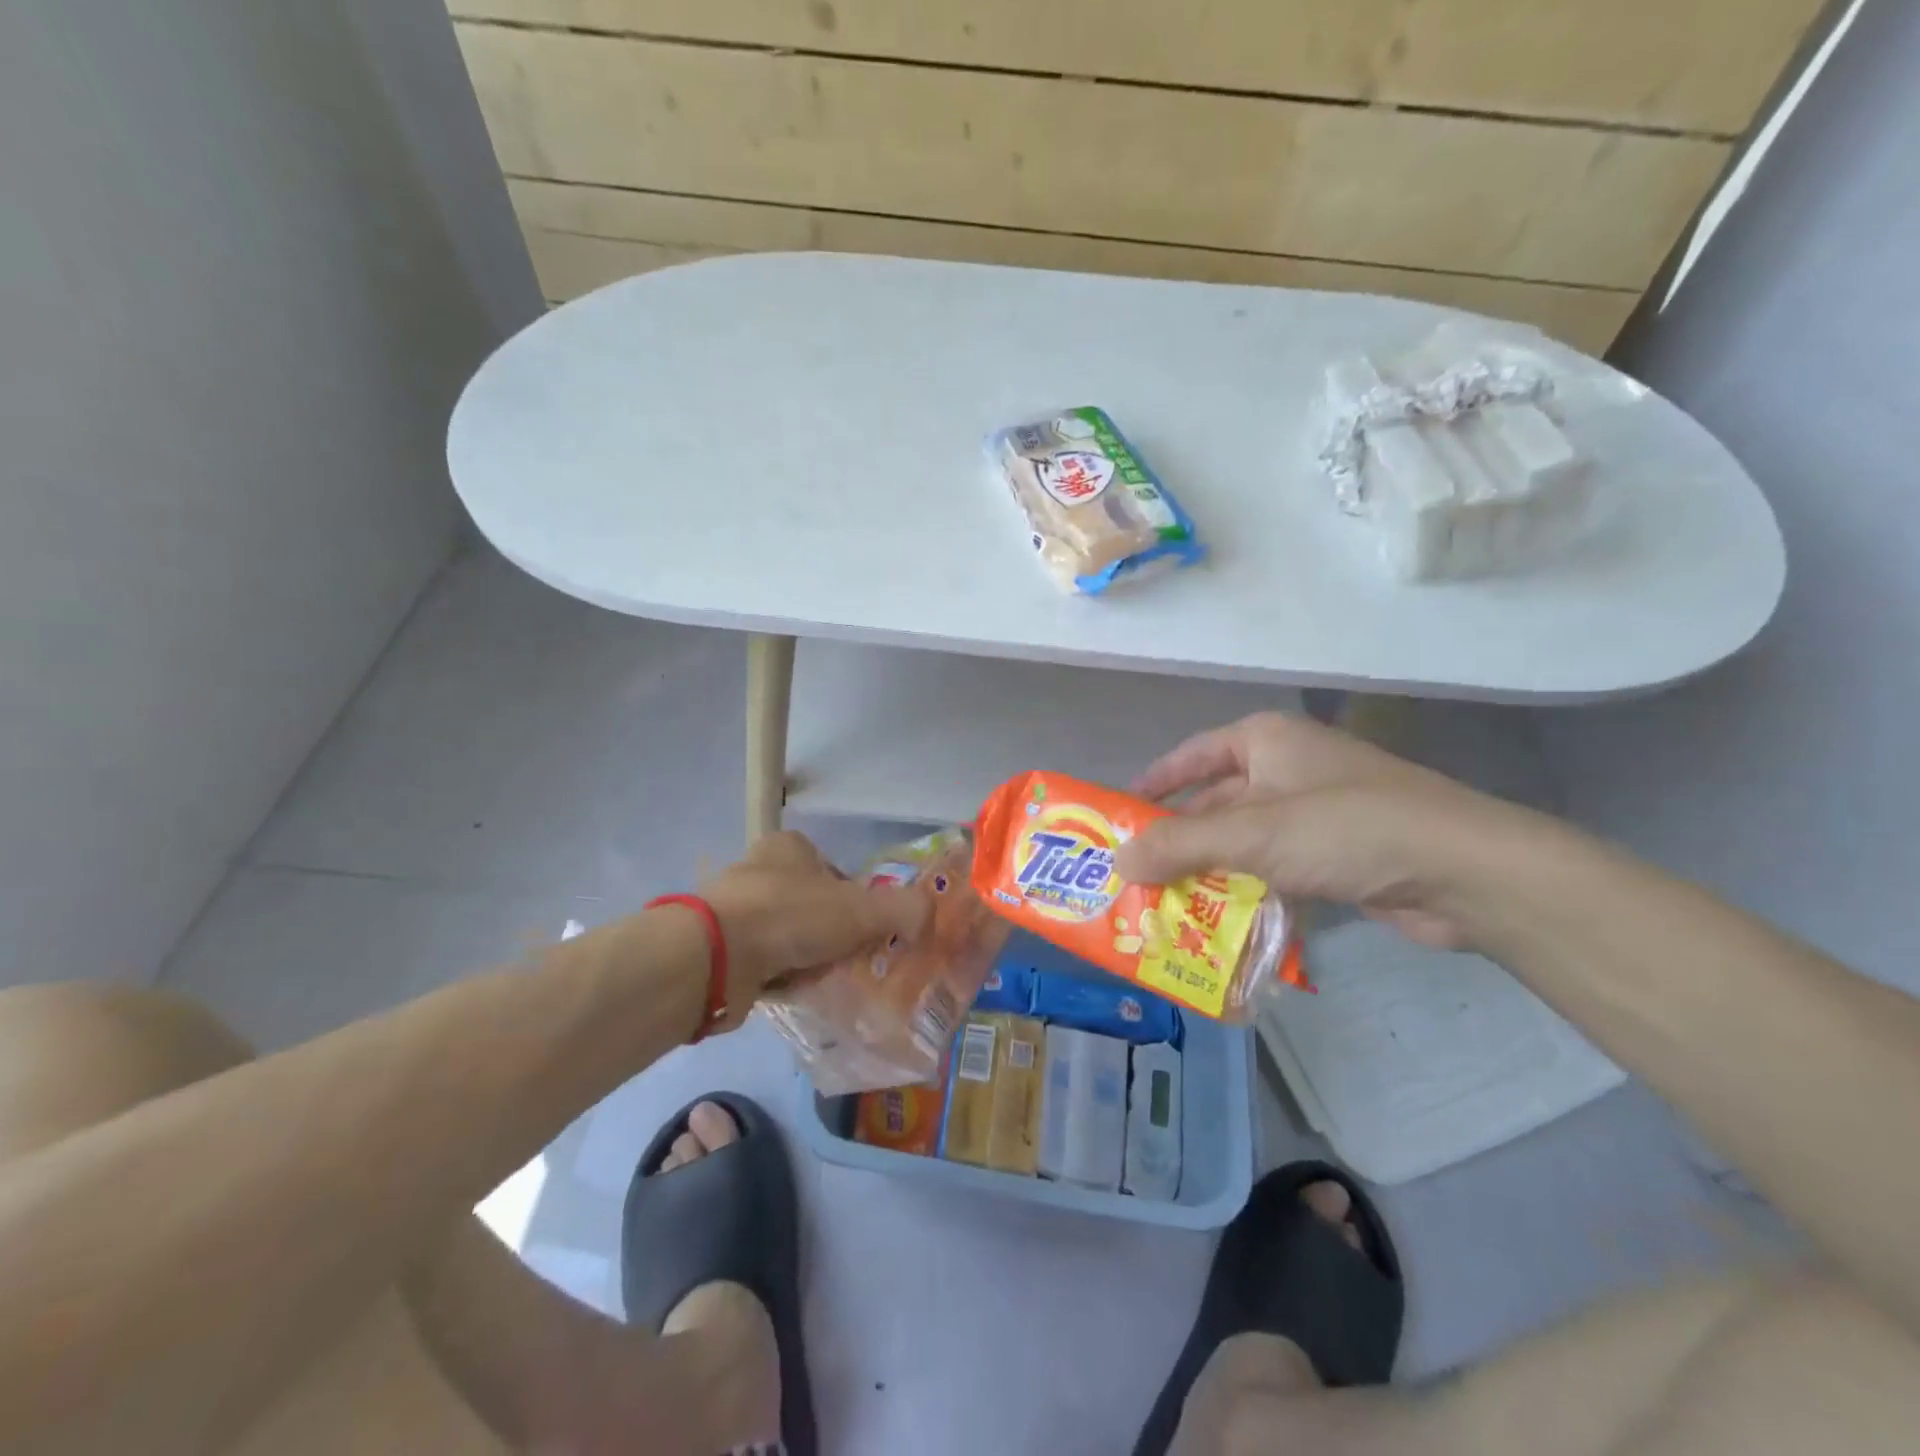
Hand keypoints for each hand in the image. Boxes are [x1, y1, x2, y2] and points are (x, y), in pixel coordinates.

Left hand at [698, 831, 928, 1025]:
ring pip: (790, 936)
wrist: (715, 957)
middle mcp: (759, 869)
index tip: (866, 932)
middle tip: (850, 961)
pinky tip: (794, 992)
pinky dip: (780, 976)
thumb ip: (905, 909)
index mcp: (790, 847)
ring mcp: (735, 909)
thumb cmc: (792, 916)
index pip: (836, 872)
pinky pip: (764, 962)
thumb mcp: (862, 909)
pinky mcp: (720, 947)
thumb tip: (929, 918)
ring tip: (824, 981)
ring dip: (807, 958)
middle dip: (833, 936)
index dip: (857, 902)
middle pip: (814, 907)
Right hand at [1112, 712, 1548, 949]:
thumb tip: (1116, 863)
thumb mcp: (1252, 833)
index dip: (1153, 784)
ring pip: (1243, 842)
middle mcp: (1286, 769)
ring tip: (1163, 905)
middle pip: (1214, 803)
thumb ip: (1178, 846)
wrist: (1463, 871)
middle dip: (1177, 840)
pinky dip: (1248, 892)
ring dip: (1210, 872)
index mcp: (1265, 741)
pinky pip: (1274, 870)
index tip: (1119, 814)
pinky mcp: (1336, 855)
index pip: (1191, 756)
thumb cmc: (1346, 828)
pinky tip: (1219, 924)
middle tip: (1133, 874)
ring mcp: (1314, 813)